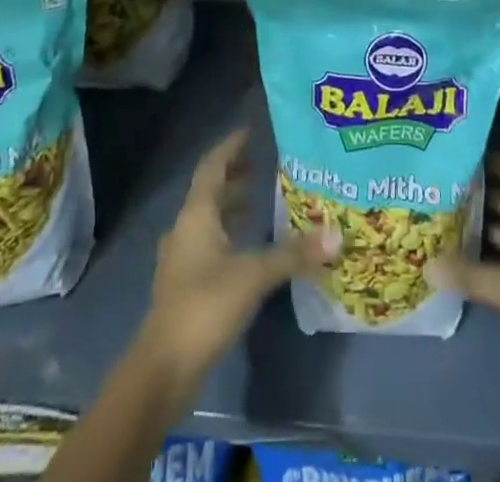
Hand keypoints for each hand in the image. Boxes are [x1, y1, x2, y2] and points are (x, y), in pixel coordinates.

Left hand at [137, 129, 338, 391]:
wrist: (163, 368)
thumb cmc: (206, 305)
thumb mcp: (254, 275)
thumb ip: (294, 254)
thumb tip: (335, 235)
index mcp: (197, 214)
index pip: (213, 166)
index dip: (231, 147)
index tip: (251, 132)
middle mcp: (185, 228)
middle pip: (209, 191)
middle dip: (234, 176)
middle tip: (262, 166)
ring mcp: (180, 258)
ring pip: (207, 219)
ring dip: (230, 207)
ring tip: (259, 202)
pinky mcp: (183, 285)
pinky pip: (207, 244)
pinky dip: (227, 235)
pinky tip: (246, 249)